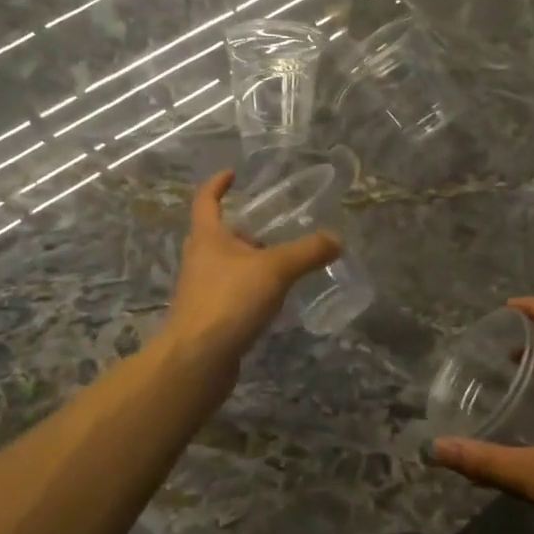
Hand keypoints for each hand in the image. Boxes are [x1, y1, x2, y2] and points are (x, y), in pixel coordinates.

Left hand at [158, 170, 340, 393]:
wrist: (196, 360)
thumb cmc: (228, 301)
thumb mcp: (274, 270)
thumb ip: (307, 252)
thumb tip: (337, 239)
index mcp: (207, 237)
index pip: (206, 200)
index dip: (217, 184)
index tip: (232, 174)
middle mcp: (199, 259)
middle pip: (217, 234)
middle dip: (242, 228)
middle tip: (271, 225)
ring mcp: (201, 289)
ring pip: (225, 265)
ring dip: (248, 260)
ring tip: (280, 261)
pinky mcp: (209, 316)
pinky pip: (231, 292)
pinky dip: (249, 288)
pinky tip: (271, 298)